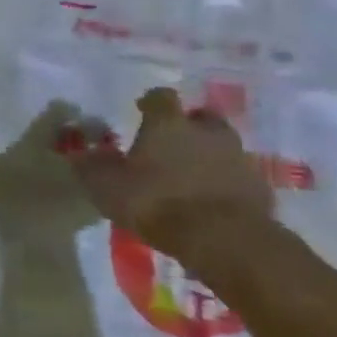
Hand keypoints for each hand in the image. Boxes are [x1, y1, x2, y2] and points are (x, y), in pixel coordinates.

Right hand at [68, 87, 273, 259]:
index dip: (150, 101)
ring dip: (208, 154)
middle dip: (188, 125)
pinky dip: (225, 182)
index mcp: (168, 124)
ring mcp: (238, 158)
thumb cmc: (155, 201)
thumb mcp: (106, 186)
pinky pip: (237, 176)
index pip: (160, 97)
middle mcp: (206, 132)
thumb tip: (77, 152)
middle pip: (200, 117)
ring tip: (191, 174)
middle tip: (172, 142)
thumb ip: (91, 166)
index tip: (141, 109)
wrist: (223, 238)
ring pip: (222, 146)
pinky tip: (211, 200)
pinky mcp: (259, 187)